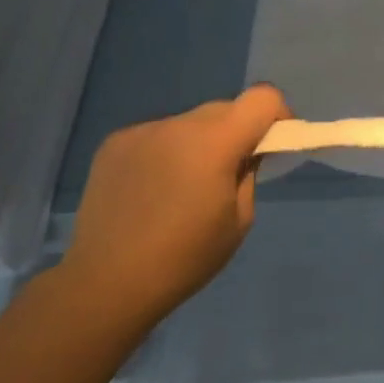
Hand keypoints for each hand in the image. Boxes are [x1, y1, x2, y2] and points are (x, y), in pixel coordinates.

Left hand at [61, 85, 291, 324]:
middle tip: (231, 171)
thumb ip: (249, 173)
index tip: (274, 143)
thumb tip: (247, 152)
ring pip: (190, 122)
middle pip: (225, 108)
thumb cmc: (185, 258)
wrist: (105, 283)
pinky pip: (158, 135)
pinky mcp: (114, 143)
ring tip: (185, 186)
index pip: (262, 98)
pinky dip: (168, 152)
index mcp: (215, 143)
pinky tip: (153, 189)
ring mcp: (142, 131)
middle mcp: (178, 125)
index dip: (278, 115)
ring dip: (200, 142)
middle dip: (238, 131)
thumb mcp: (239, 219)